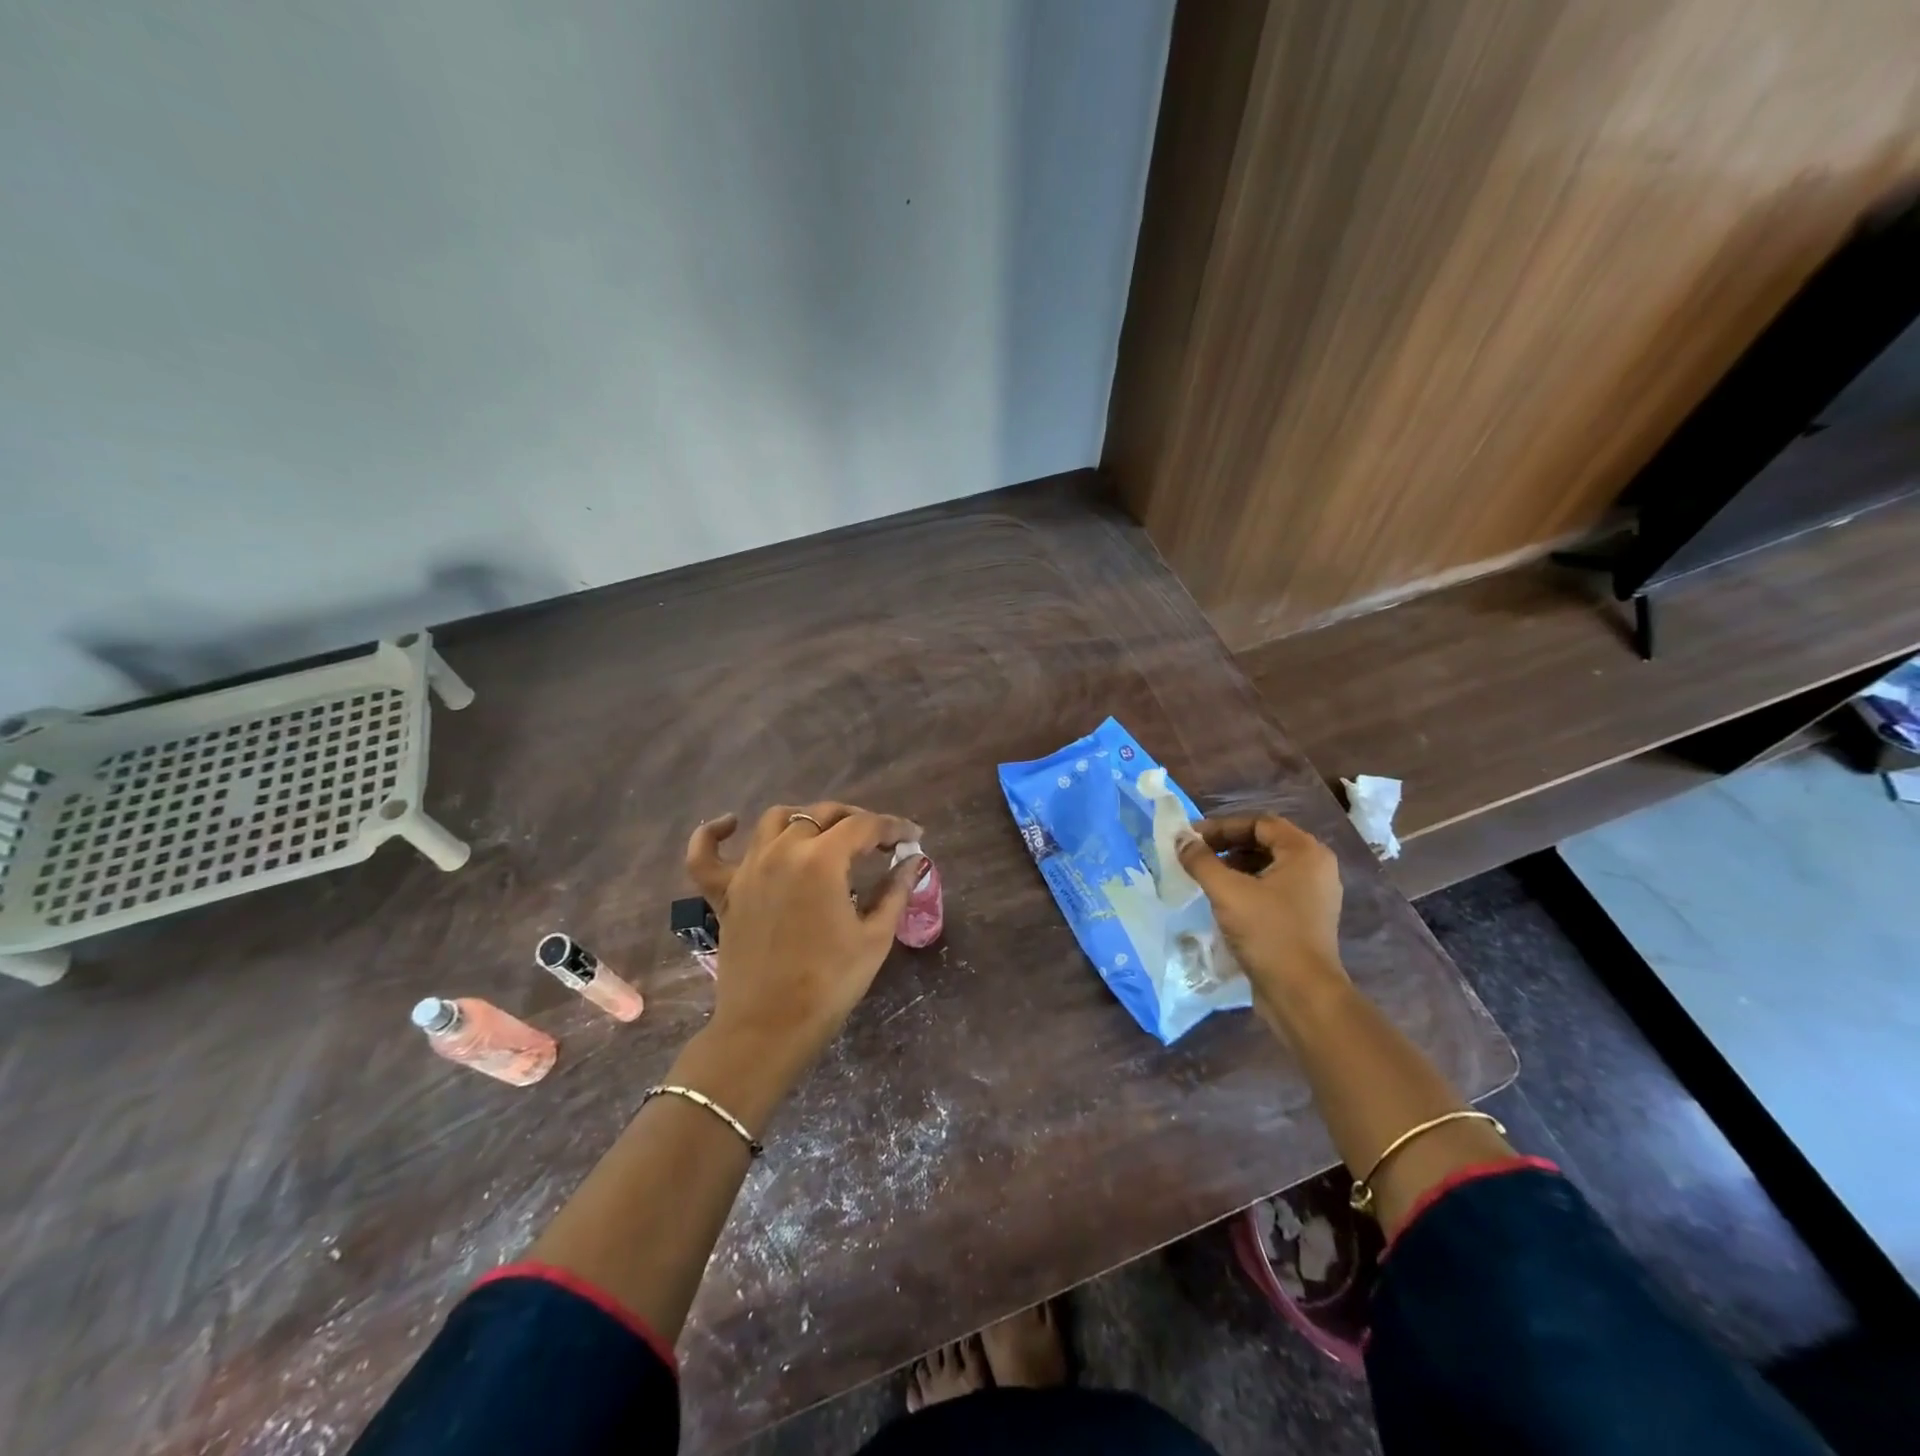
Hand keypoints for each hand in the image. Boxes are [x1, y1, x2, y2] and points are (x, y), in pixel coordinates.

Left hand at [685, 802, 924, 1069]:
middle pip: (822, 814)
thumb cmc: (829, 984)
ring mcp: (747, 869)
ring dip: (806, 819)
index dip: (893, 827)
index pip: (864, 826)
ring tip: (826, 834)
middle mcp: (781, 852)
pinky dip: (714, 834)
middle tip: (878, 840)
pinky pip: (706, 854)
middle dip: (856, 820)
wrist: (769, 1028)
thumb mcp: (874, 938)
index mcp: (822, 860)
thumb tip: (912, 862)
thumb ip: (895, 892)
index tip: (913, 836)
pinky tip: (730, 824)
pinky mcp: (723, 892)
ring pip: (775, 820)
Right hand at [1175, 814, 1345, 1024]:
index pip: (1259, 823)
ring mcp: (1314, 895)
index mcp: (1305, 852)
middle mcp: (1316, 868)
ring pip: (1268, 867)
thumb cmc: (1268, 933)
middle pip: (1265, 842)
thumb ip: (1201, 861)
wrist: (1302, 994)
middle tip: (1195, 855)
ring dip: (1235, 866)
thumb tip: (1180, 840)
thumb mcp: (1227, 892)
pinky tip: (1224, 901)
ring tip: (1205, 877)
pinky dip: (1247, 887)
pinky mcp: (1306, 918)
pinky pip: (1273, 889)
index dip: (1222, 827)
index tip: (1192, 839)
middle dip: (1227, 845)